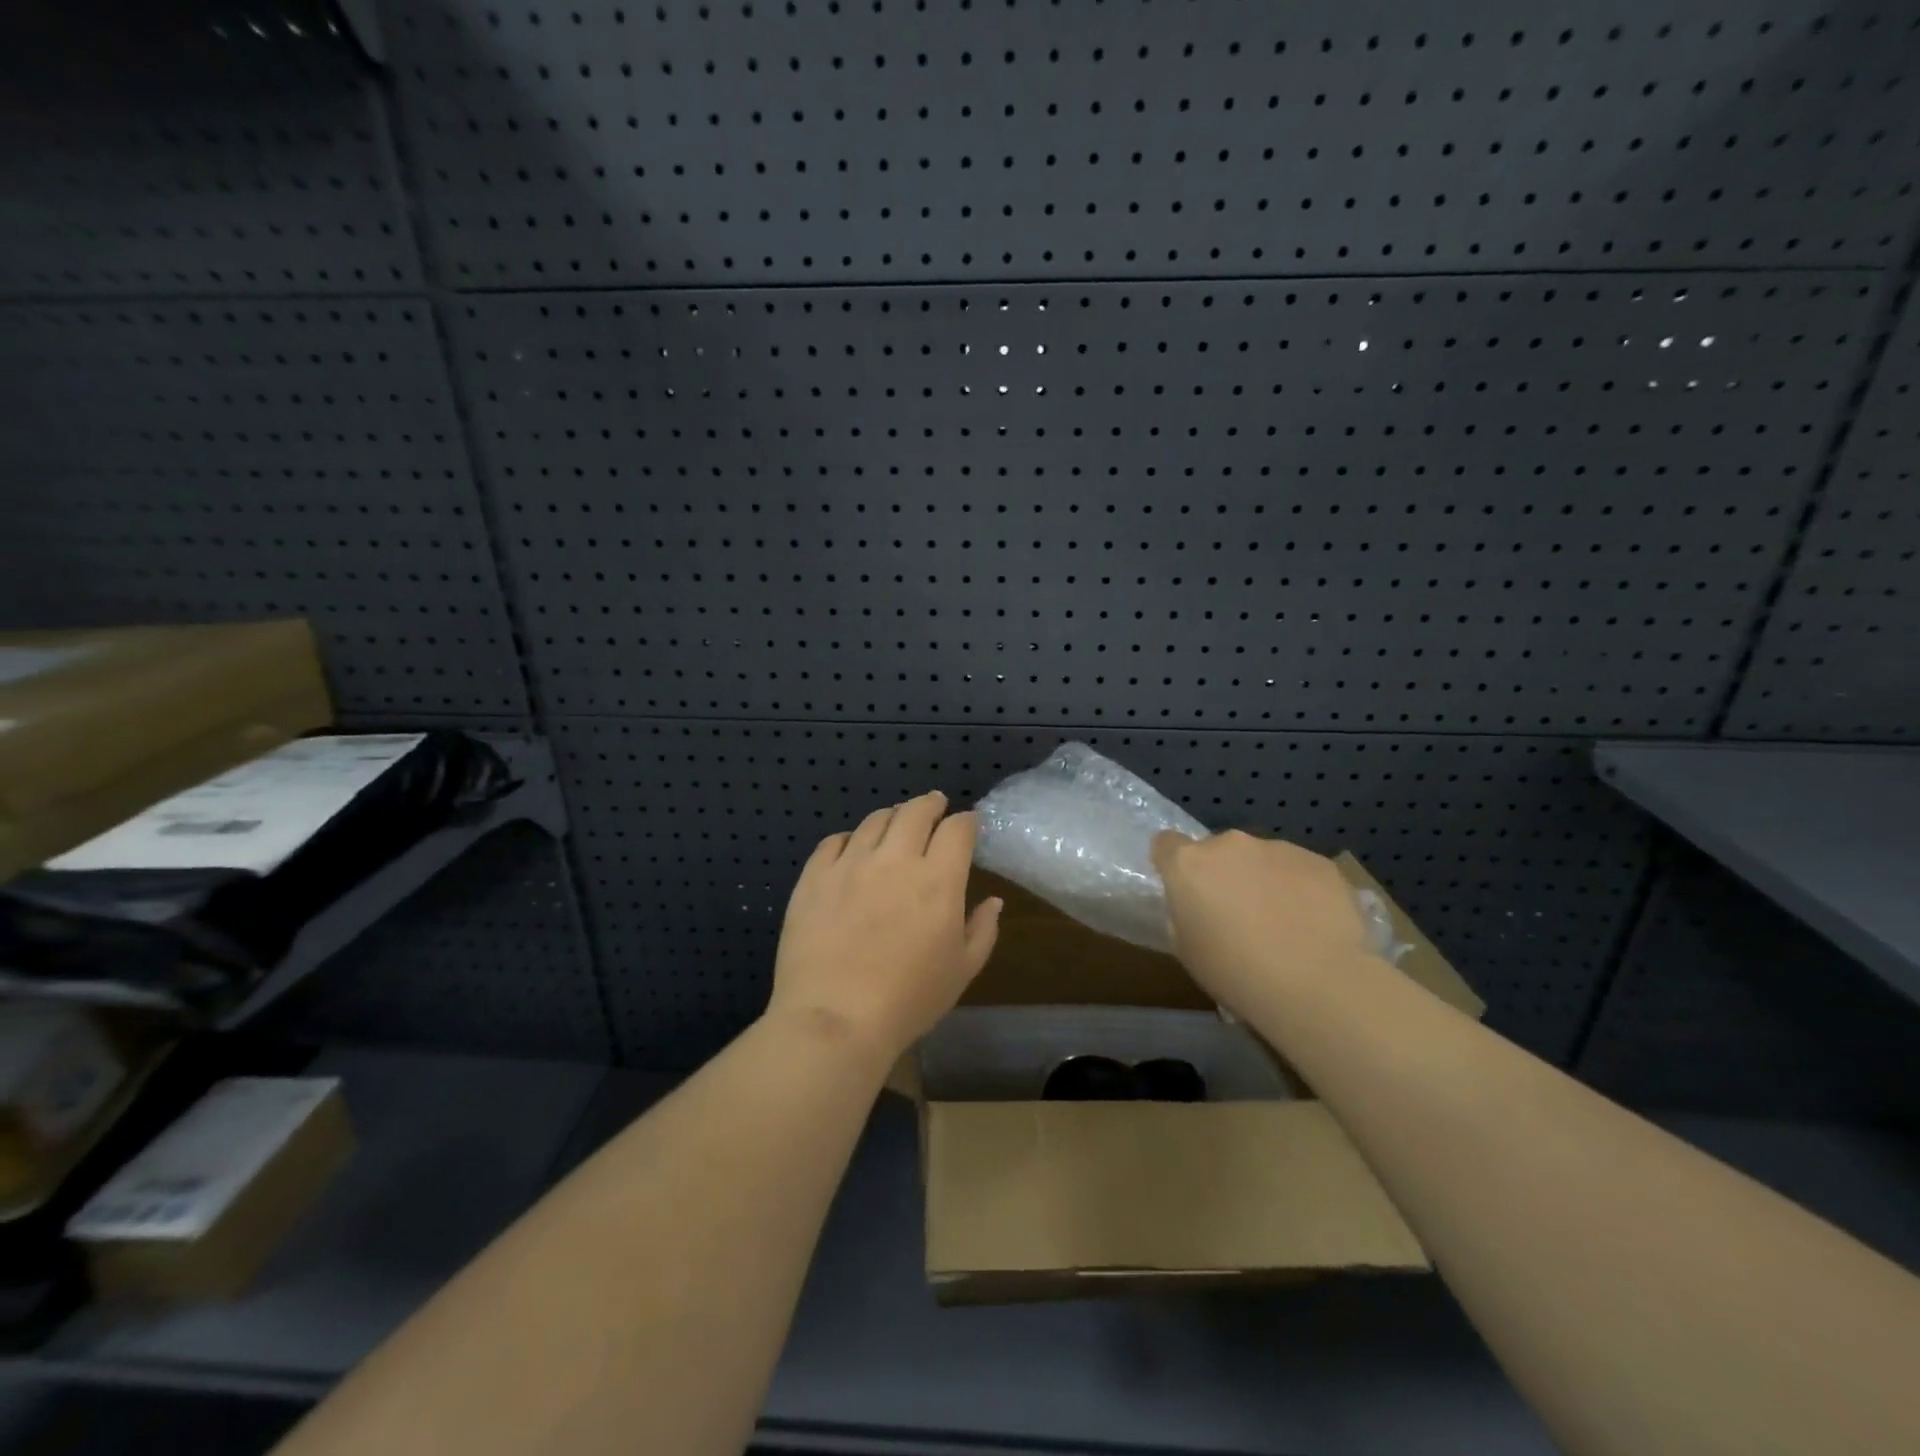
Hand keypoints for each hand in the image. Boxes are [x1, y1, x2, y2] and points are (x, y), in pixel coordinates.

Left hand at [769, 791, 1002, 1060]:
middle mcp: (895, 859)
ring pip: (875, 820)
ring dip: (892, 816)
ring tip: (895, 824)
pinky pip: (833, 841)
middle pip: (915, 811)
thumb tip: (993, 901)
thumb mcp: (962, 971)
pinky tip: (852, 849)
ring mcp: (850, 864)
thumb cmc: (908, 1000)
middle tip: (934, 806)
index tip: (968, 826)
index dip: (966, 821)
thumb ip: (982, 930)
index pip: (957, 829)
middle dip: (930, 804)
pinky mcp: (814, 877)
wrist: (834, 1019)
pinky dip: (850, 839)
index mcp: (938, 879)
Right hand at [1151, 830, 1376, 1012]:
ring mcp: (1278, 848)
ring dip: (1262, 880)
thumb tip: (1196, 905)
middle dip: (1223, 874)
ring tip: (1283, 924)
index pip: (1166, 844)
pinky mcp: (1319, 862)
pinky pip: (1299, 870)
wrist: (1318, 984)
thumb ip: (1184, 914)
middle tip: (1237, 915)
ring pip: (1261, 859)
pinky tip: (1313, 924)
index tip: (1185, 889)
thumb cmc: (1237, 973)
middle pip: (1217, 851)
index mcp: (1189, 865)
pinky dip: (1300, 890)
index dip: (1173, 864)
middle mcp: (1230, 845)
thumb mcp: (1187, 950)